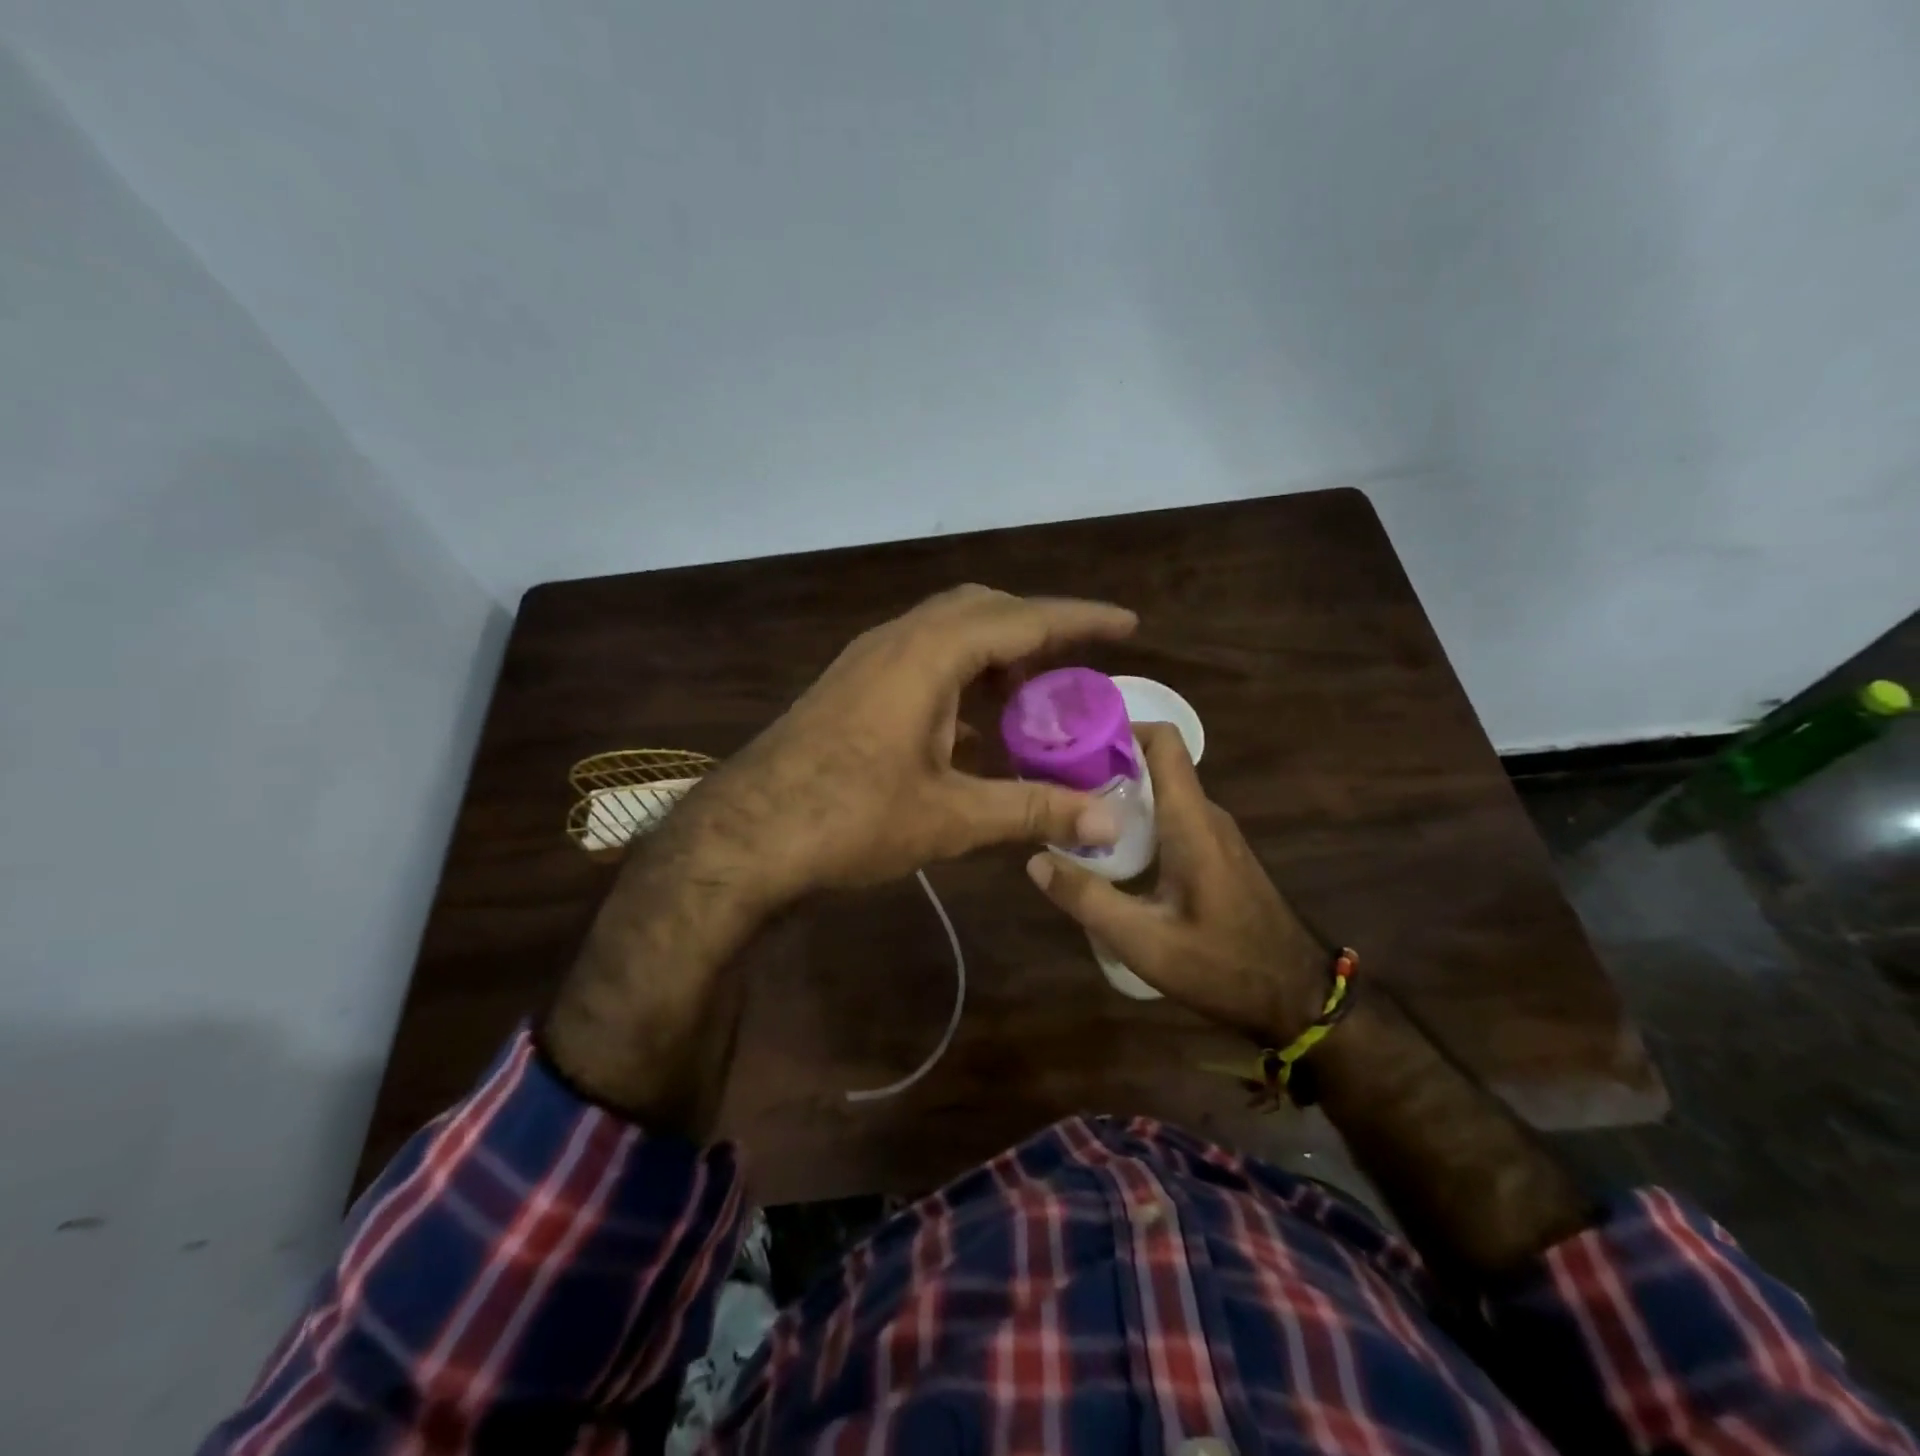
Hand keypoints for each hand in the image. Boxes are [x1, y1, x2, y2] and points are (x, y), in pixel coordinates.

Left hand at [543, 584, 1135, 1133]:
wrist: (743, 837)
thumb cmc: (848, 819)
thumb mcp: (950, 817)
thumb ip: (1032, 809)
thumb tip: (1107, 818)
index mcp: (929, 655)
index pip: (1022, 618)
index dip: (1079, 619)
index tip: (1127, 624)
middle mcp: (897, 641)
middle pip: (982, 609)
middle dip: (1035, 630)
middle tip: (1075, 669)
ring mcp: (867, 660)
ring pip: (947, 632)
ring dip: (994, 654)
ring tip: (1031, 699)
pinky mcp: (850, 686)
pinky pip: (920, 659)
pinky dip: (960, 676)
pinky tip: (972, 726)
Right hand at [1025, 722, 1329, 1043]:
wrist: (1296, 998)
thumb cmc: (1222, 966)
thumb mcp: (1143, 942)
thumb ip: (1087, 899)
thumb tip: (1035, 860)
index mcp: (1191, 821)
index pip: (1163, 742)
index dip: (1120, 729)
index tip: (1074, 745)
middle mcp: (1206, 816)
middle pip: (1154, 766)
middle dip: (1105, 768)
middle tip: (1055, 787)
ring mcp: (1215, 835)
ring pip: (1161, 795)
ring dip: (1119, 798)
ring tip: (1070, 819)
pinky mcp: (1216, 856)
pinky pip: (1171, 819)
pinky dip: (1136, 822)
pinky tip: (1109, 855)